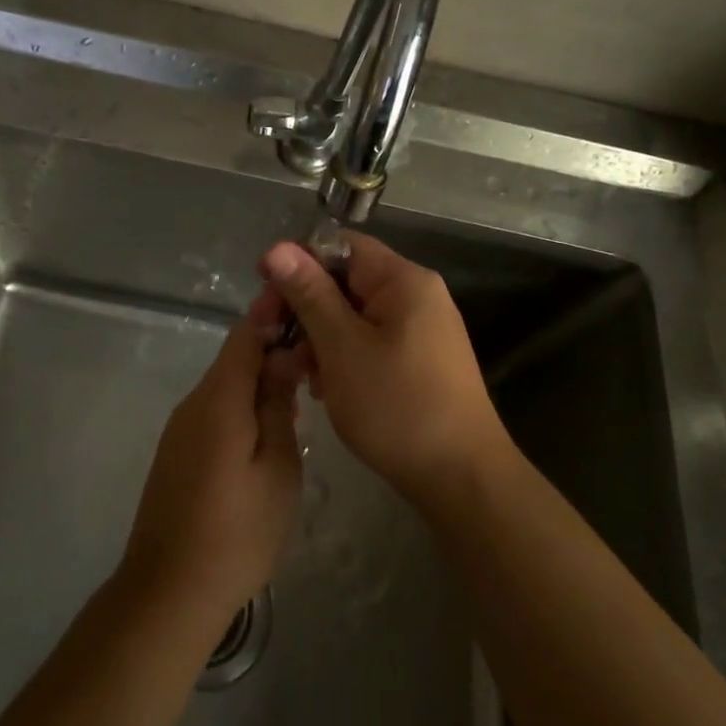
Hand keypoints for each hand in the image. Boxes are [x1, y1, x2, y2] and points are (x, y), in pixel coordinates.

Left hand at [120, 287, 304, 627]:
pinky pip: (217, 410)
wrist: (169, 590)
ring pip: (227, 386)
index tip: (305, 299)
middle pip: (235, 357)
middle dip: (274, 347)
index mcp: (219, 397)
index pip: (246, 334)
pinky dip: (245, 405)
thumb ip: (278, 404)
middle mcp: (194, 402)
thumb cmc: (237, 530)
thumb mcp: (277, 465)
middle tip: (318, 354)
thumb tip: (282, 355)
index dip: (273, 311)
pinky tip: (272, 427)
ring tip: (304, 389)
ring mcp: (181, 428)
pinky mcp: (178, 452)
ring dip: (261, 379)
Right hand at [260, 232, 509, 506]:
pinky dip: (342, 356)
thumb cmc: (397, 406)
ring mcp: (420, 329)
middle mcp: (416, 296)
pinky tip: (324, 387)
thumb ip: (309, 294)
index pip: (341, 246)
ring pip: (354, 315)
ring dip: (320, 337)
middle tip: (274, 341)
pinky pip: (369, 341)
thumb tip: (276, 247)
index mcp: (403, 280)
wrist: (461, 478)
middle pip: (346, 281)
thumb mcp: (342, 347)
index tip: (263, 289)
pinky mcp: (418, 360)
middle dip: (306, 307)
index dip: (298, 261)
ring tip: (299, 373)